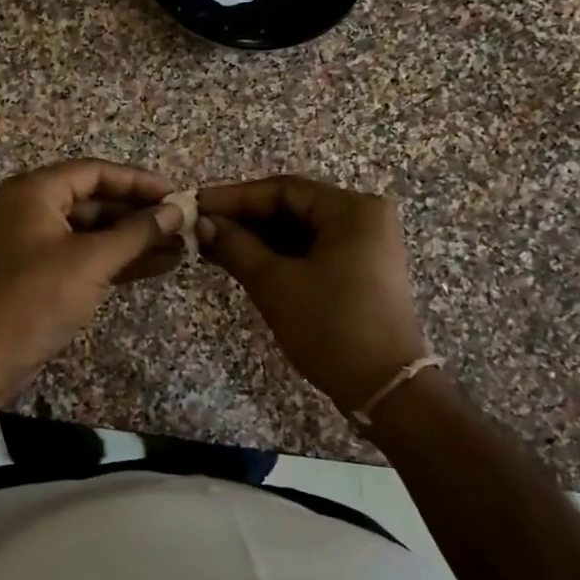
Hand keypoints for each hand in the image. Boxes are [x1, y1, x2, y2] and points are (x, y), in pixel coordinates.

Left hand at [0, 159, 184, 377]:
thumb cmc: (36, 296)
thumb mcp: (92, 260)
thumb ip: (138, 232)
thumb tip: (177, 210)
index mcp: (36, 191)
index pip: (96, 172)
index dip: (138, 181)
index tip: (176, 194)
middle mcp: (34, 209)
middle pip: (96, 200)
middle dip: (140, 213)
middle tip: (183, 223)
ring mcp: (39, 244)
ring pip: (95, 232)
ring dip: (135, 239)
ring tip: (181, 246)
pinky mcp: (45, 274)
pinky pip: (88, 256)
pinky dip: (120, 260)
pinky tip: (159, 265)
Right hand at [196, 175, 430, 412]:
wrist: (384, 389)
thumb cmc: (330, 327)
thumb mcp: (275, 284)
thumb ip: (236, 246)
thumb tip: (204, 223)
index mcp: (352, 210)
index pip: (283, 190)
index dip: (234, 197)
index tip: (195, 205)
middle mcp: (363, 218)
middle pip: (292, 207)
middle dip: (244, 218)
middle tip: (200, 227)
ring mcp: (364, 245)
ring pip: (298, 230)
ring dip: (256, 238)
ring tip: (211, 245)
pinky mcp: (358, 270)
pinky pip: (310, 250)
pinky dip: (276, 255)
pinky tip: (239, 261)